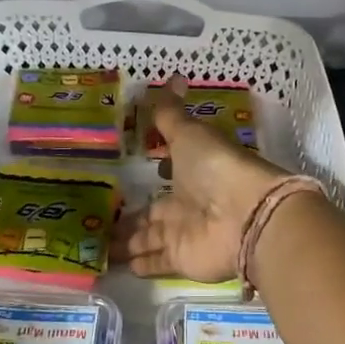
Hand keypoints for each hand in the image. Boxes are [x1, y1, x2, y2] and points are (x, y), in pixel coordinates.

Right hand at [114, 79, 286, 282]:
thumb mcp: (189, 133)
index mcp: (192, 170)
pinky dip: (138, 264)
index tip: (138, 169)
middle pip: (154, 210)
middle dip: (132, 215)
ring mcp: (184, 233)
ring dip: (129, 241)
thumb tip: (170, 78)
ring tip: (99, 244)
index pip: (169, 170)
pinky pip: (154, 262)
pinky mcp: (181, 260)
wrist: (245, 214)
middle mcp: (188, 202)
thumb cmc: (216, 166)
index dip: (157, 168)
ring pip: (149, 237)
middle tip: (101, 217)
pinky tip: (115, 265)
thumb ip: (171, 114)